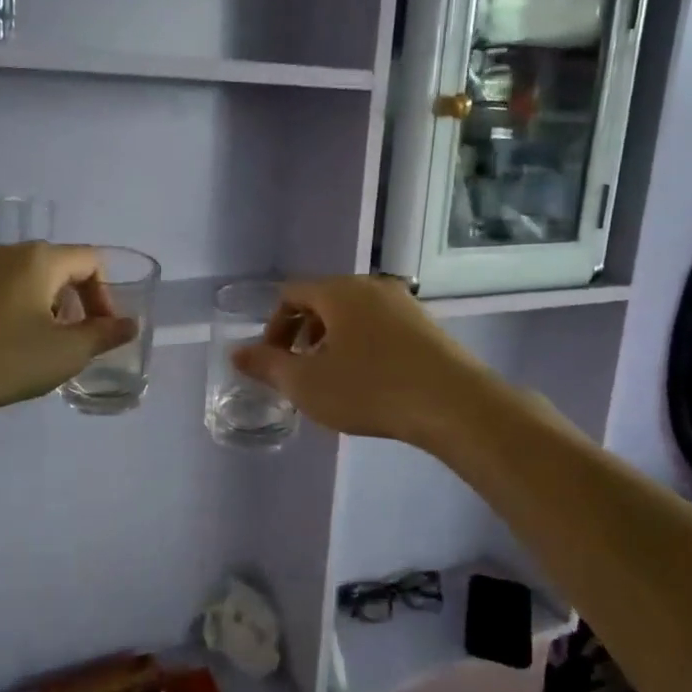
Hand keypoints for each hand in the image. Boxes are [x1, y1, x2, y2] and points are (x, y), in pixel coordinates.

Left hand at [0, 243, 135, 423]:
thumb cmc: (2, 359)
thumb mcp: (65, 352)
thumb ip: (104, 335)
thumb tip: (130, 324)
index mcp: (39, 257)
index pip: (91, 261)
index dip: (106, 296)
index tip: (101, 333)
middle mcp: (8, 252)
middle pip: (60, 267)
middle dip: (77, 303)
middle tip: (75, 342)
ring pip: (30, 279)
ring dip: (48, 307)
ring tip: (42, 347)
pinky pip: (1, 290)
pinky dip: (18, 310)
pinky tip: (6, 345)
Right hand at [232, 276, 493, 447]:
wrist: (454, 405)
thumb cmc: (371, 389)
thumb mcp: (307, 384)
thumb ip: (268, 365)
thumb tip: (236, 352)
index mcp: (339, 291)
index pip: (292, 293)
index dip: (274, 326)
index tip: (274, 361)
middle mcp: (372, 286)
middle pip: (323, 301)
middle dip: (303, 334)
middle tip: (300, 371)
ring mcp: (404, 304)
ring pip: (354, 315)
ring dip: (333, 342)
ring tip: (333, 379)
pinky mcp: (427, 326)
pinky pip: (380, 327)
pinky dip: (363, 346)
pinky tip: (370, 382)